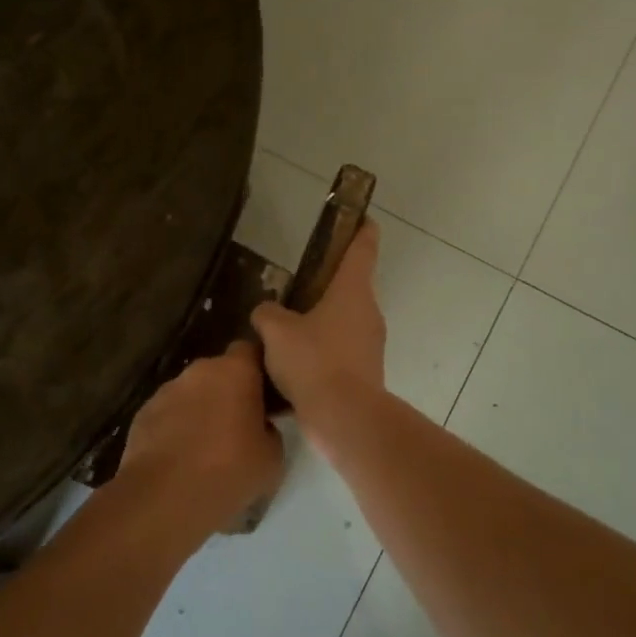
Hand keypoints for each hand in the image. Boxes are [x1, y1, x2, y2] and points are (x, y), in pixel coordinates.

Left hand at [116, 341, 283, 553]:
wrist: (163, 498)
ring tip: (208, 447)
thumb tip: (260, 426)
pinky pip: (169, 414)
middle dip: (229, 392)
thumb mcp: (273, 457)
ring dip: (201, 410)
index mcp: (235, 371)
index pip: (251, 350)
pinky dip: (176, 428)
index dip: (259, 369)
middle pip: (220, 372)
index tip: (267, 394)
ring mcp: (166, 391)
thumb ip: (270, 430)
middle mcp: (199, 371)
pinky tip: (181, 458)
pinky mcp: (142, 414)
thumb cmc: (228, 471)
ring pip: (192, 393)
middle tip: (240, 425)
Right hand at [250, 219, 385, 427]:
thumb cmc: (314, 361)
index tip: (362, 218)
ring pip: (341, 325)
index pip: (362, 249)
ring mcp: (369, 345)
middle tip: (294, 290)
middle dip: (324, 288)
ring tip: (282, 336)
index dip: (361, 231)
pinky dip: (318, 358)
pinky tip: (288, 372)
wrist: (344, 418)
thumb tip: (267, 311)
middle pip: (348, 290)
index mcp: (352, 291)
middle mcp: (367, 313)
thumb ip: (267, 313)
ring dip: (318, 326)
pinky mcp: (364, 374)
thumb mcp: (277, 331)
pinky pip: (338, 356)